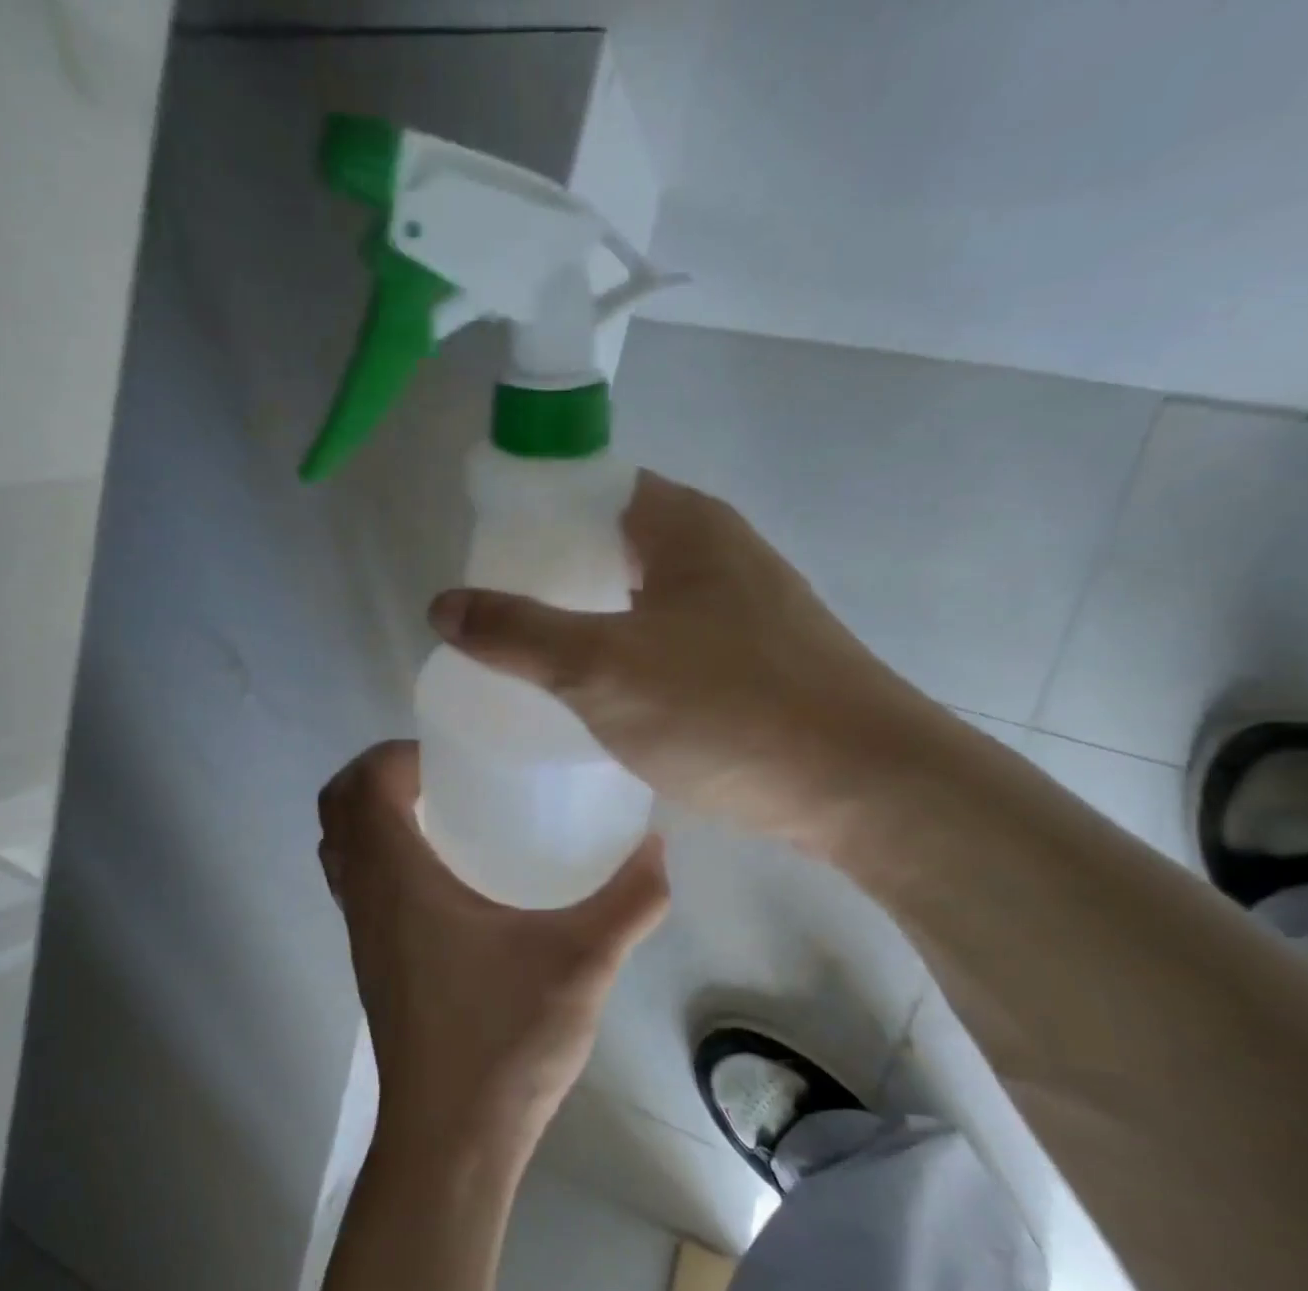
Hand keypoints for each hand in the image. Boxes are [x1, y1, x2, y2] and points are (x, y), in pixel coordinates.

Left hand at [317, 742, 668, 1157]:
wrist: (452, 1142)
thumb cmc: (504, 1040)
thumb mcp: (583, 963)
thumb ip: (629, 900)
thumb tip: (655, 844)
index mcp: (395, 879)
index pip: (362, 783)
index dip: (398, 753)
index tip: (453, 755)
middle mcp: (364, 897)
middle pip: (337, 808)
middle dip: (380, 775)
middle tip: (447, 775)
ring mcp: (360, 932)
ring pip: (341, 848)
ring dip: (375, 815)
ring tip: (447, 813)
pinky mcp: (371, 961)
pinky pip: (357, 884)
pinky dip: (381, 856)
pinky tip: (448, 877)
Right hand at [426, 471, 942, 857]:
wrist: (865, 788)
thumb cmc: (728, 709)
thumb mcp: (602, 668)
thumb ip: (517, 633)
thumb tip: (441, 604)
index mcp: (684, 525)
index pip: (589, 486)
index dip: (529, 512)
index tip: (480, 557)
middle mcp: (717, 551)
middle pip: (611, 543)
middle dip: (550, 573)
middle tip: (494, 615)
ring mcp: (742, 607)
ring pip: (639, 596)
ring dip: (588, 618)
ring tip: (531, 656)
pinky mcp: (753, 662)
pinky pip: (667, 641)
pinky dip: (625, 654)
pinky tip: (598, 696)